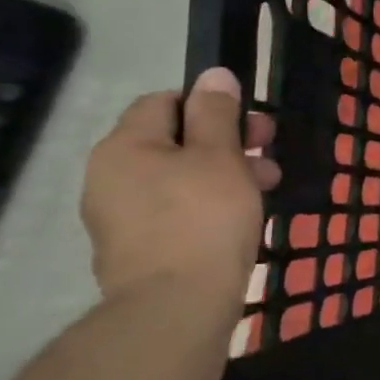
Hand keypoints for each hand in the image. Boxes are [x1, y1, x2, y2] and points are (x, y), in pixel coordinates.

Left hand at [82, 68, 279, 310]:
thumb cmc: (204, 218)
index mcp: (125, 146)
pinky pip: (174, 210)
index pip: (165, 102)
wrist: (177, 306)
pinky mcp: (135, 249)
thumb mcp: (221, 156)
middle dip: (227, 143)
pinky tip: (240, 218)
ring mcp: (118, 216)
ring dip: (224, 174)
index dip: (211, 106)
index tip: (251, 127)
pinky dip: (207, 205)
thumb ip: (217, 113)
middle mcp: (109, 176)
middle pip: (173, 140)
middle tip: (269, 155)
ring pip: (178, 177)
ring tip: (266, 189)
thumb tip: (214, 74)